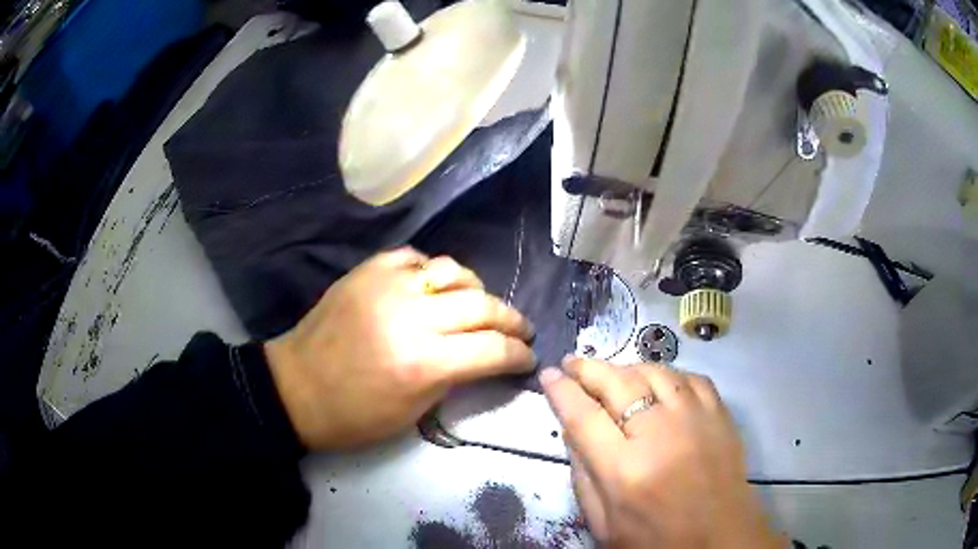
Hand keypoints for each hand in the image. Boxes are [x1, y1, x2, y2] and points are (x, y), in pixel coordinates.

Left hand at [264, 248, 534, 449]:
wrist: (296, 388)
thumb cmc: (354, 416)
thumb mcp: (413, 413)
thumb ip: (453, 377)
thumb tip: (480, 355)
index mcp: (423, 363)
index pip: (493, 349)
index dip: (519, 355)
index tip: (528, 358)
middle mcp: (410, 316)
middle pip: (482, 305)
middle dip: (511, 320)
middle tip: (520, 330)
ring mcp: (386, 286)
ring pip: (453, 271)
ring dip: (476, 289)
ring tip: (479, 304)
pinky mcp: (366, 271)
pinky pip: (414, 257)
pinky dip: (432, 271)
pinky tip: (433, 287)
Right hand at [541, 359, 784, 548]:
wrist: (720, 542)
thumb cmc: (655, 541)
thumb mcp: (603, 523)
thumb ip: (583, 475)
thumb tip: (572, 428)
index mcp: (625, 471)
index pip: (583, 416)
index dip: (561, 391)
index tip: (548, 375)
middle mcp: (661, 435)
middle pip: (618, 383)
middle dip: (589, 368)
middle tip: (572, 363)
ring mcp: (696, 420)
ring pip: (656, 372)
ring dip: (627, 368)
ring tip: (613, 375)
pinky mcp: (721, 416)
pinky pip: (691, 378)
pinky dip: (669, 375)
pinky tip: (659, 384)